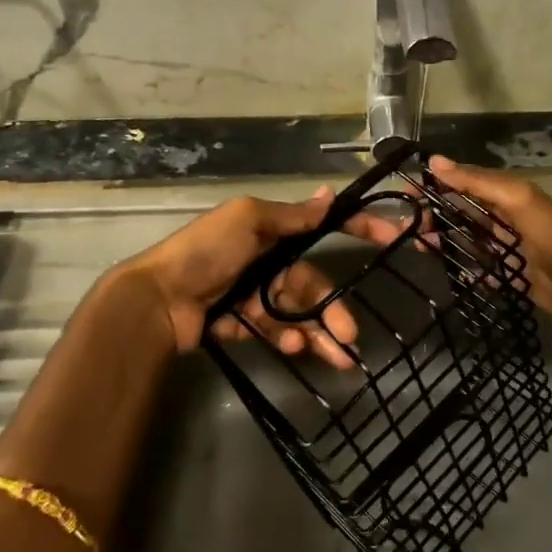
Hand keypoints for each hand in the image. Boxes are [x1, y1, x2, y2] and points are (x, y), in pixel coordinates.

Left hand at [111, 188, 360, 365]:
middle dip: (332, 309)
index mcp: (267, 231)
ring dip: (316, 333)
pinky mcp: (237, 322)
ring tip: (336, 358)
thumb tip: (329, 193)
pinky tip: (290, 346)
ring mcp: (250, 293)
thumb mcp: (249, 221)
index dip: (357, 229)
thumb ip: (291, 216)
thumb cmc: (206, 252)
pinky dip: (283, 337)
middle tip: (352, 336)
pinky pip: (270, 329)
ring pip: (295, 313)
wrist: (157, 300)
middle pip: (309, 285)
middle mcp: (262, 260)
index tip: (394, 237)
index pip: (319, 227)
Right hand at [411, 157, 551, 331]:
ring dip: (444, 241)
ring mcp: (510, 250)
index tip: (406, 193)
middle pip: (464, 214)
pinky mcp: (513, 278)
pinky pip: (482, 271)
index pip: (466, 184)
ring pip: (469, 241)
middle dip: (435, 216)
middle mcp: (507, 219)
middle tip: (405, 226)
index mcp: (510, 195)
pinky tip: (446, 271)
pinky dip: (465, 270)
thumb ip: (479, 181)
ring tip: (416, 244)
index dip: (437, 186)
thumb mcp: (518, 199)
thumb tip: (435, 161)